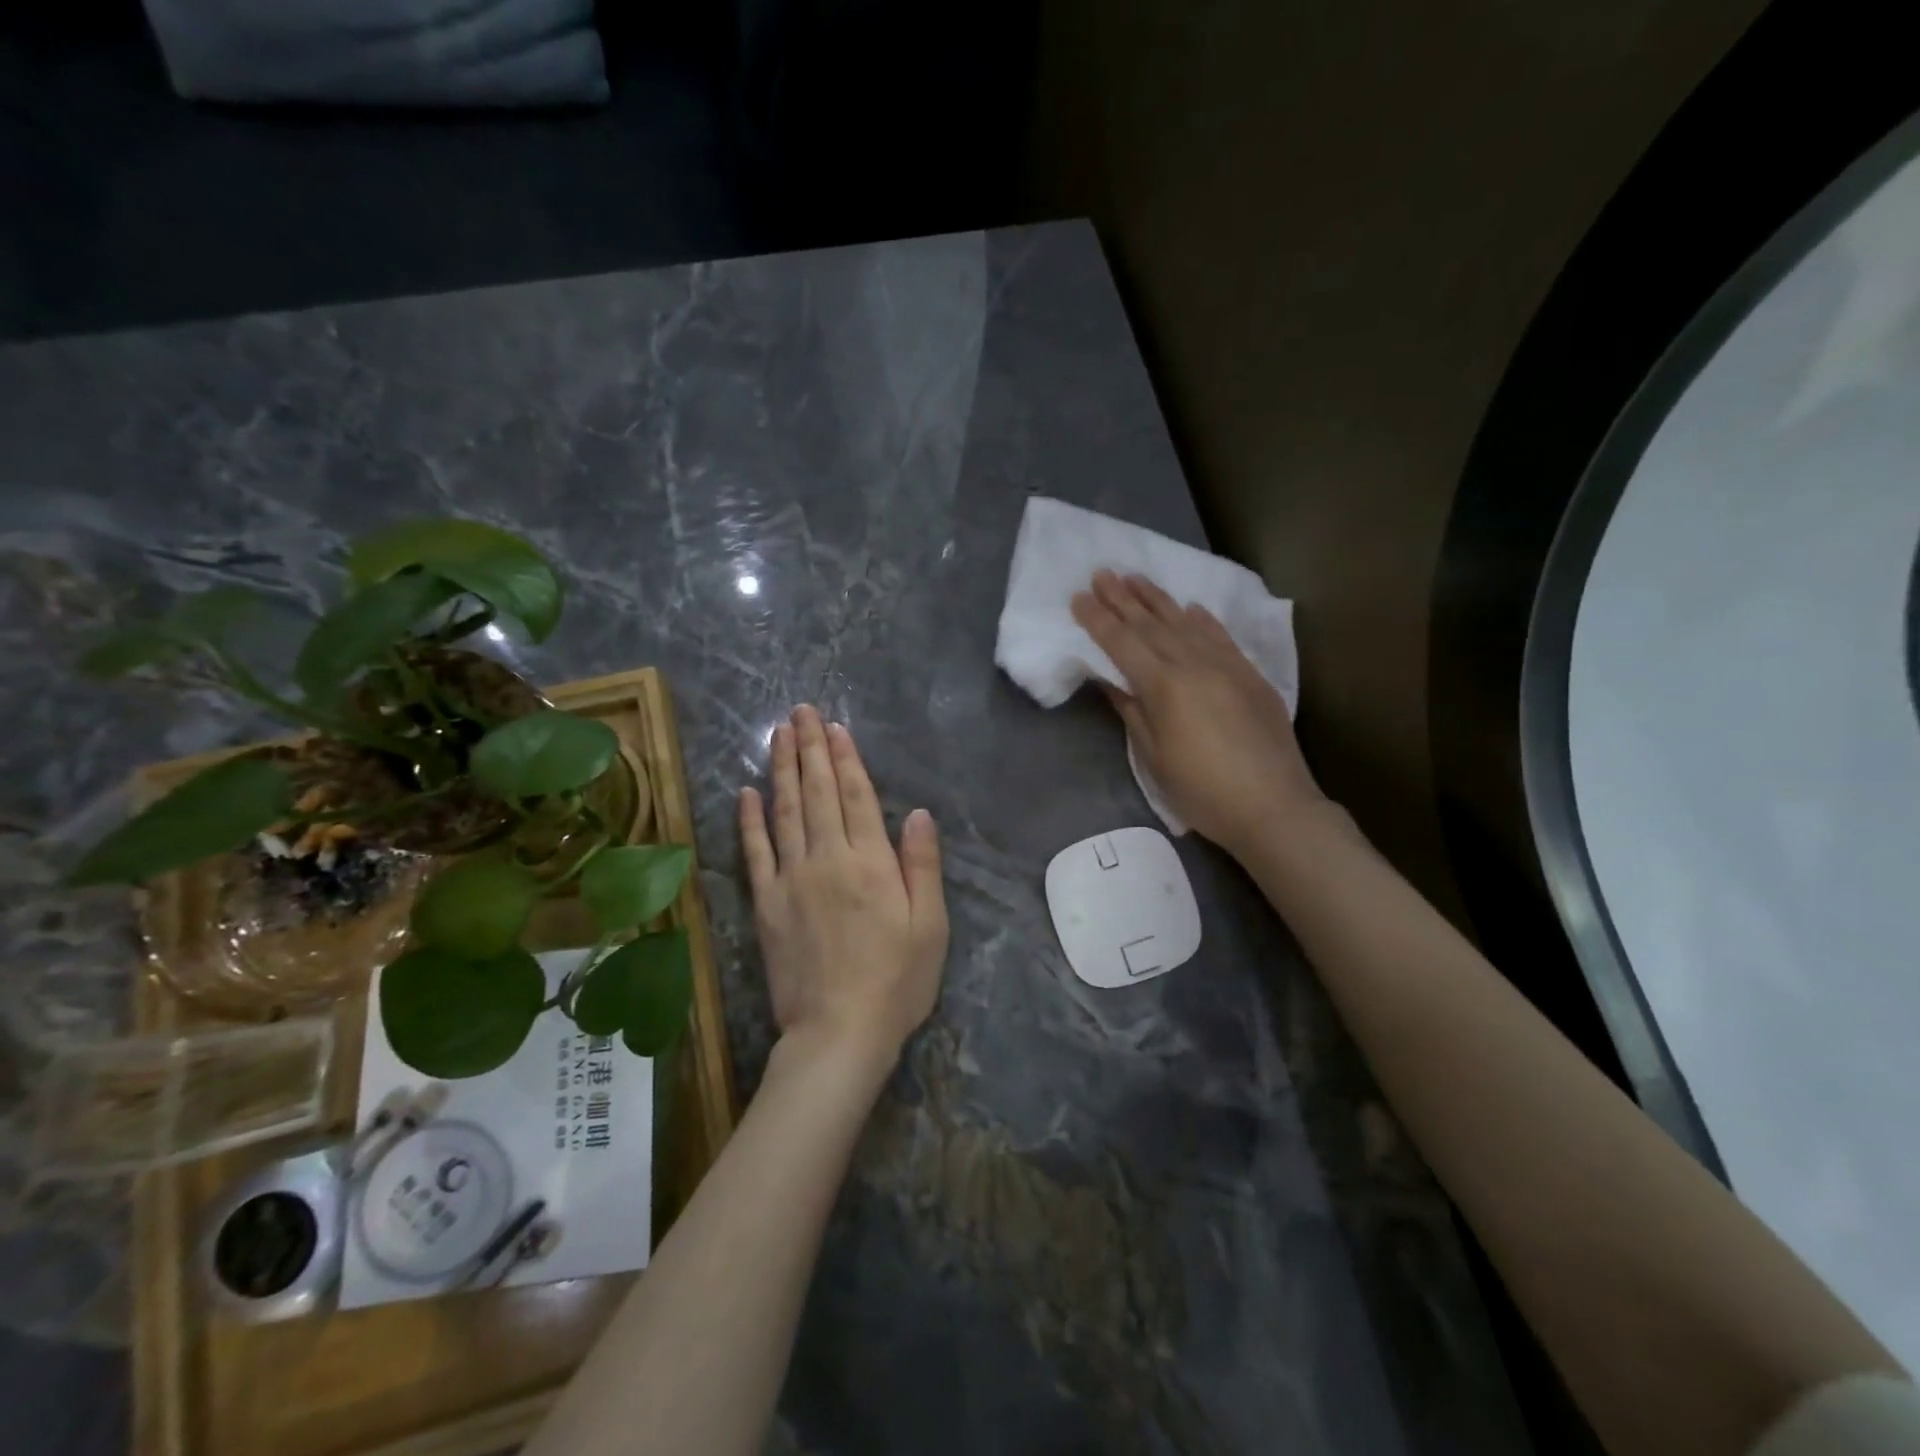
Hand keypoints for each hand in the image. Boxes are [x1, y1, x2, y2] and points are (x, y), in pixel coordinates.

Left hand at [739, 706, 948, 1070]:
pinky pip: (755, 852)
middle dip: (809, 748)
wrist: (838, 1033)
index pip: (855, 796)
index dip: (845, 759)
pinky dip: (750, 819)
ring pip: (785, 811)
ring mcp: (791, 879)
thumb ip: (921, 865)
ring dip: (781, 768)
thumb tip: (916, 812)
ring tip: (778, 734)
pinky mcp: (766, 903)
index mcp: (871, 863)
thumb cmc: (896, 981)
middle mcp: (827, 859)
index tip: (835, 727)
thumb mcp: (930, 926)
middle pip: (816, 792)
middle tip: (800, 711)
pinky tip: (747, 792)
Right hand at [1072, 570, 1324, 854]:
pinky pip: (1221, 637)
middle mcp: (1194, 665)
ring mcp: (1226, 666)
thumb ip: (1132, 711)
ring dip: (1158, 599)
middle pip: (1151, 625)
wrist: (1273, 807)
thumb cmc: (1202, 791)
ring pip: (1185, 623)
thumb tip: (1111, 680)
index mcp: (1164, 686)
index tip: (1078, 597)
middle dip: (1123, 599)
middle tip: (1102, 573)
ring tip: (1136, 577)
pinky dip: (1203, 620)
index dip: (1098, 619)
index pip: (1122, 643)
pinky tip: (1191, 606)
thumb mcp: (1154, 757)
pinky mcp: (1250, 676)